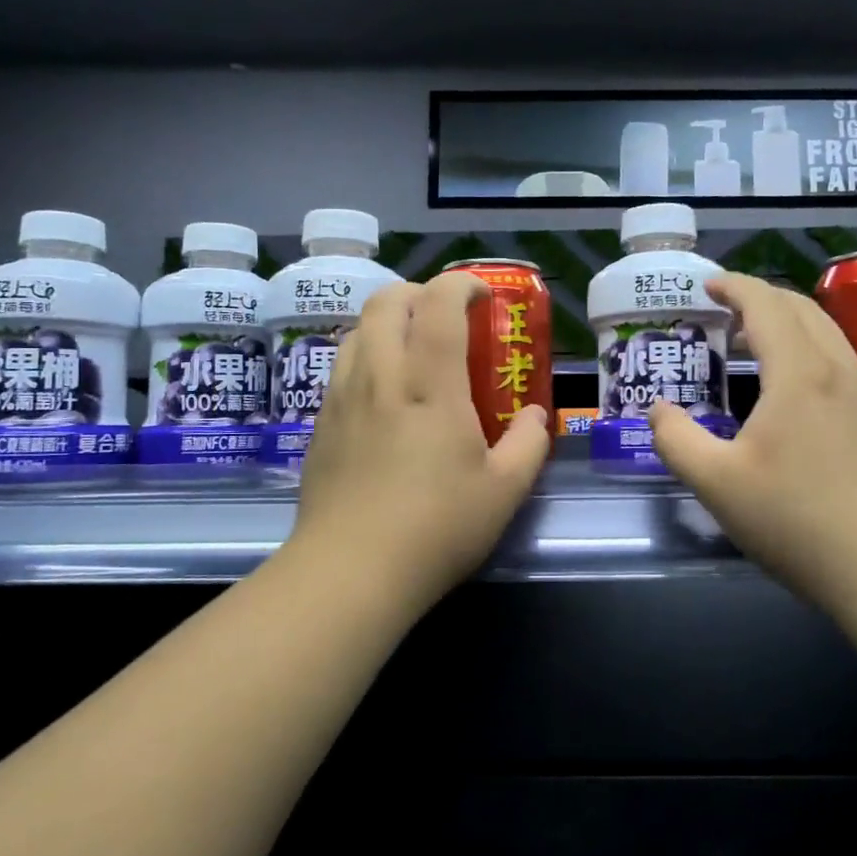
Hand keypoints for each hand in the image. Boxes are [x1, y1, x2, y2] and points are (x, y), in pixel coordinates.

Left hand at [285, 272, 551, 613]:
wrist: (350, 572)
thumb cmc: (436, 528)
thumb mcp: (504, 491)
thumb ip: (529, 444)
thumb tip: (536, 416)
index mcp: (429, 384)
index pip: (438, 302)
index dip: (461, 283)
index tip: (483, 296)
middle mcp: (380, 376)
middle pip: (386, 300)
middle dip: (419, 292)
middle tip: (446, 317)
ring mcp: (342, 398)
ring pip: (357, 330)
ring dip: (387, 323)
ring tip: (413, 353)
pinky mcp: (320, 425)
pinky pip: (341, 367)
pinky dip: (366, 357)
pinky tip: (384, 398)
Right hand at [646, 273, 856, 606]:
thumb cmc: (795, 519)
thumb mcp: (715, 483)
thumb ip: (676, 439)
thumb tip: (657, 410)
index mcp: (799, 373)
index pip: (766, 304)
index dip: (734, 286)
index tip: (708, 285)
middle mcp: (839, 370)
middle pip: (801, 309)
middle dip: (760, 298)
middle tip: (725, 312)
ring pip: (828, 334)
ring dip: (789, 324)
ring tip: (754, 344)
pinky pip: (841, 364)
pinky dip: (810, 352)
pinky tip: (794, 393)